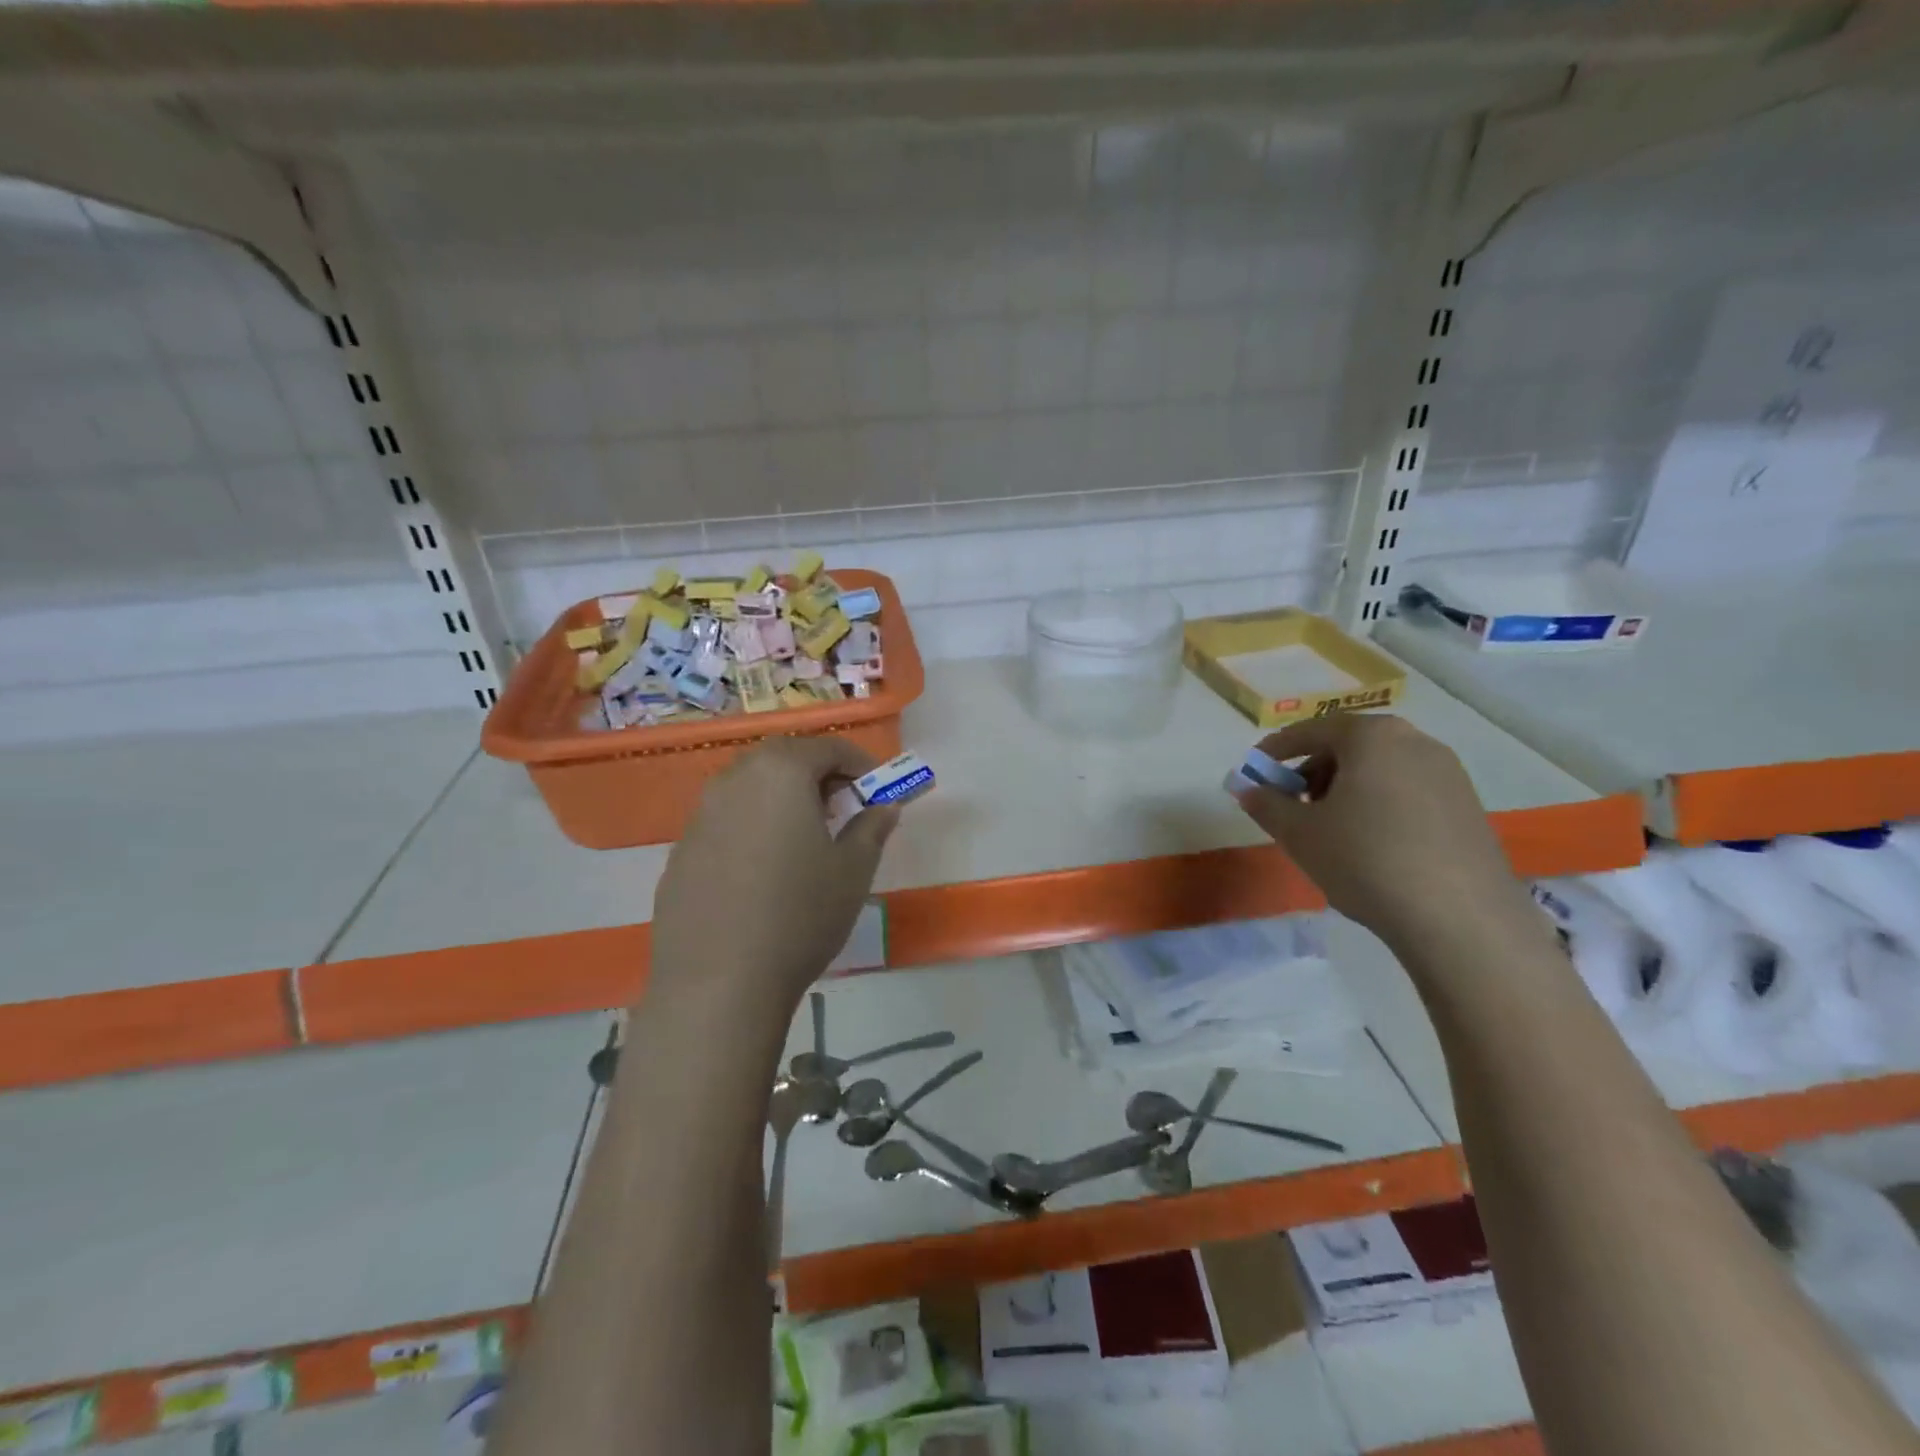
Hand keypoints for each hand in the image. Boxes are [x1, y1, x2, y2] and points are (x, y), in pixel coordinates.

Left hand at [648, 737, 899, 1014]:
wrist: (719, 982)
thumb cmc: (800, 915)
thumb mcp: (853, 870)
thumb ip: (872, 827)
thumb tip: (884, 806)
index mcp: (780, 772)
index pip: (828, 747)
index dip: (860, 764)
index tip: (877, 790)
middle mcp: (734, 780)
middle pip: (783, 759)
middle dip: (818, 775)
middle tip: (841, 810)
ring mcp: (700, 815)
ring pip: (750, 788)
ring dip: (782, 799)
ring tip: (804, 840)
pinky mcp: (680, 852)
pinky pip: (725, 822)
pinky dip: (751, 828)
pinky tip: (762, 873)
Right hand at [1229, 714, 1534, 950]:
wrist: (1460, 919)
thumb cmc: (1365, 859)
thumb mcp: (1299, 833)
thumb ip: (1266, 804)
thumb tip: (1248, 789)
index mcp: (1372, 736)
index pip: (1313, 730)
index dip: (1278, 748)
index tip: (1256, 769)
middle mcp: (1415, 742)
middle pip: (1350, 746)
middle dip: (1314, 770)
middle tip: (1291, 803)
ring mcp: (1449, 774)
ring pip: (1381, 769)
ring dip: (1346, 789)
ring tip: (1329, 829)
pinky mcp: (1468, 807)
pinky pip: (1408, 791)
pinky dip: (1379, 805)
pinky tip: (1370, 845)